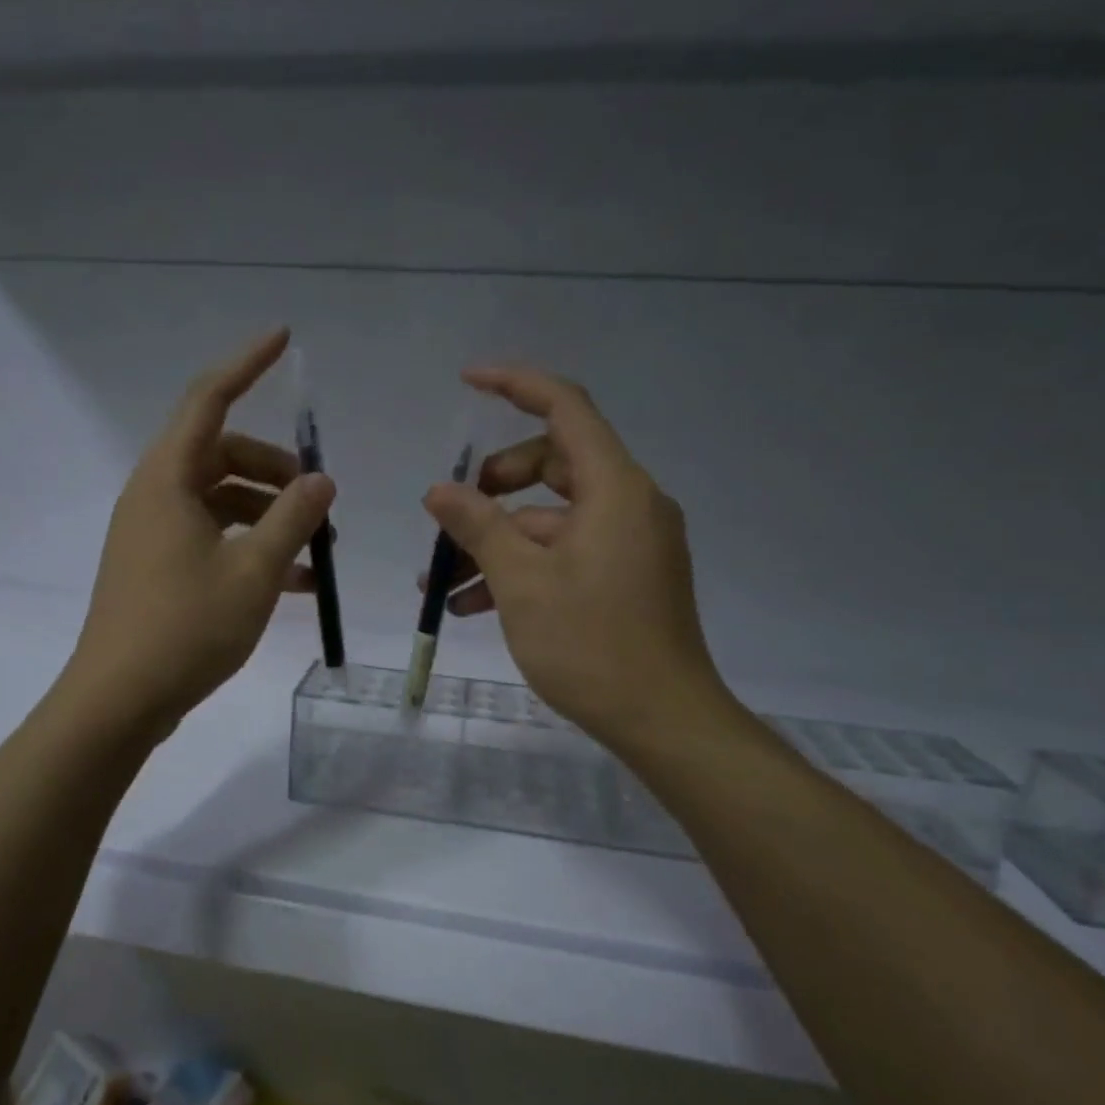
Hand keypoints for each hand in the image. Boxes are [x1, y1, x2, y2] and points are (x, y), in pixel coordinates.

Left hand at [65, 329, 335, 738]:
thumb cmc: (185, 628)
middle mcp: (155, 495)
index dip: (246, 364)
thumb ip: (293, 519)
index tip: (283, 338)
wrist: (118, 702)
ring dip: (269, 515)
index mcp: (168, 480)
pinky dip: (250, 547)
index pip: (208, 399)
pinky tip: (295, 581)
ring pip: (221, 500)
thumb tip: (321, 481)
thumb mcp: (254, 571)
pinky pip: (212, 537)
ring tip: (317, 550)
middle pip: (222, 454)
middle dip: (275, 469)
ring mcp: (153, 533)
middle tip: (319, 499)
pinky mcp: (158, 567)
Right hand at [421, 366, 736, 758]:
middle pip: (552, 463)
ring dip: (496, 541)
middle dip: (492, 486)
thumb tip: (439, 491)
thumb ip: (478, 526)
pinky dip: (522, 566)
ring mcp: (629, 541)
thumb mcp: (521, 582)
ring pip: (549, 518)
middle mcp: (629, 503)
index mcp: (615, 488)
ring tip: (441, 583)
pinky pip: (564, 551)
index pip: (566, 408)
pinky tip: (472, 605)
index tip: (467, 382)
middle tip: (450, 517)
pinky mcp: (625, 575)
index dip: (516, 384)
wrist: (665, 722)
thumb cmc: (592, 645)